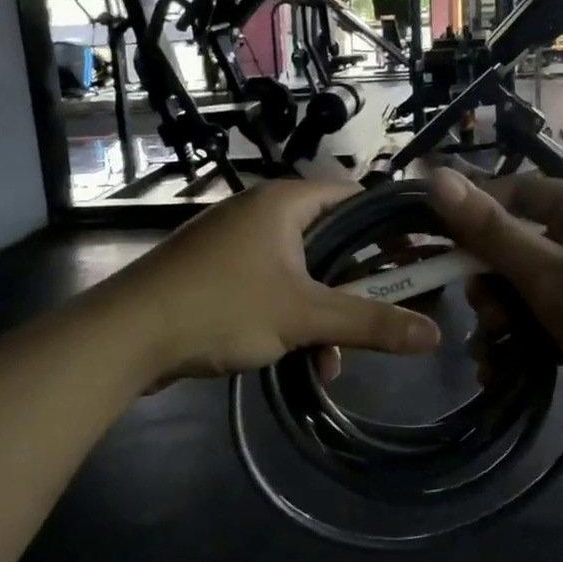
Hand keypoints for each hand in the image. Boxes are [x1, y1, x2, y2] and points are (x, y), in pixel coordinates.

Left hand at [99, 179, 441, 388]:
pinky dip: (293, 320)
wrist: (126, 335)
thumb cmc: (221, 307)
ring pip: (304, 273)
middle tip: (392, 313)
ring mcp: (238, 244)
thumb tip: (436, 333)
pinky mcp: (220, 275)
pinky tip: (305, 364)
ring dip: (326, 315)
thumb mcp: (303, 317)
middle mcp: (263, 214)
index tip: (420, 260)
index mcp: (285, 202)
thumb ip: (371, 323)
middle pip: (332, 239)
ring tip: (335, 361)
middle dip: (359, 285)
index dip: (392, 226)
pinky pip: (274, 290)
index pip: (356, 197)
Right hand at [426, 169, 562, 458]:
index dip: (476, 213)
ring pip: (526, 294)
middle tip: (485, 316)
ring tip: (490, 354)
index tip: (440, 243)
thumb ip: (490, 230)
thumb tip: (436, 177)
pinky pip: (543, 326)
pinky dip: (520, 346)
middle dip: (489, 285)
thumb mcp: (548, 273)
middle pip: (517, 249)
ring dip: (499, 322)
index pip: (519, 192)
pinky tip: (499, 372)